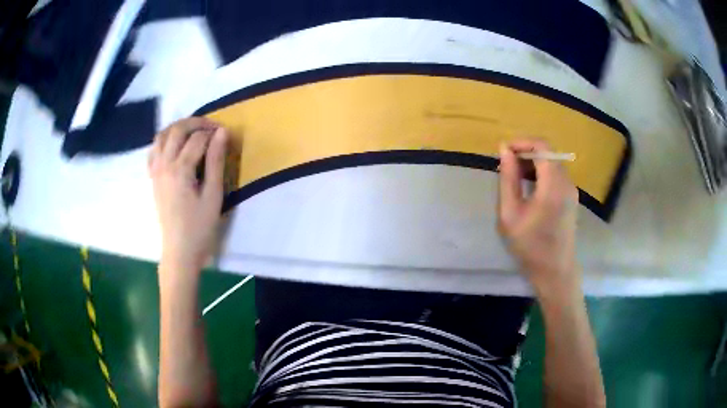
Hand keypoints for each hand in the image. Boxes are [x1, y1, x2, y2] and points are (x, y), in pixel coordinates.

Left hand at [149, 117, 228, 273]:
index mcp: (180, 169)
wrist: (179, 251)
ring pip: (162, 135)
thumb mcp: (213, 195)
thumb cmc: (200, 227)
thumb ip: (216, 161)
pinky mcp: (153, 178)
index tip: (225, 133)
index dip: (213, 132)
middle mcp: (164, 164)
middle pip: (177, 130)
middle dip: (196, 122)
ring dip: (178, 127)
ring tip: (193, 131)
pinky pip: (154, 150)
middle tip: (212, 127)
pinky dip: (164, 140)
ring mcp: (155, 171)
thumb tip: (222, 133)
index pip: (197, 139)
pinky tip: (174, 146)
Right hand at [497, 139, 580, 295]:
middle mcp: (567, 182)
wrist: (555, 272)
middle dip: (525, 151)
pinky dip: (541, 172)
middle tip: (505, 164)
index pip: (542, 146)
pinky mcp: (571, 198)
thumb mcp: (510, 214)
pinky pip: (556, 174)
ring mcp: (571, 190)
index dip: (522, 142)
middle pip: (548, 152)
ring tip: (514, 175)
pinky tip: (529, 187)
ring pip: (552, 163)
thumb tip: (504, 151)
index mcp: (553, 185)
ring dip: (533, 162)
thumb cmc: (530, 246)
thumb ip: (508, 179)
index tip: (504, 151)